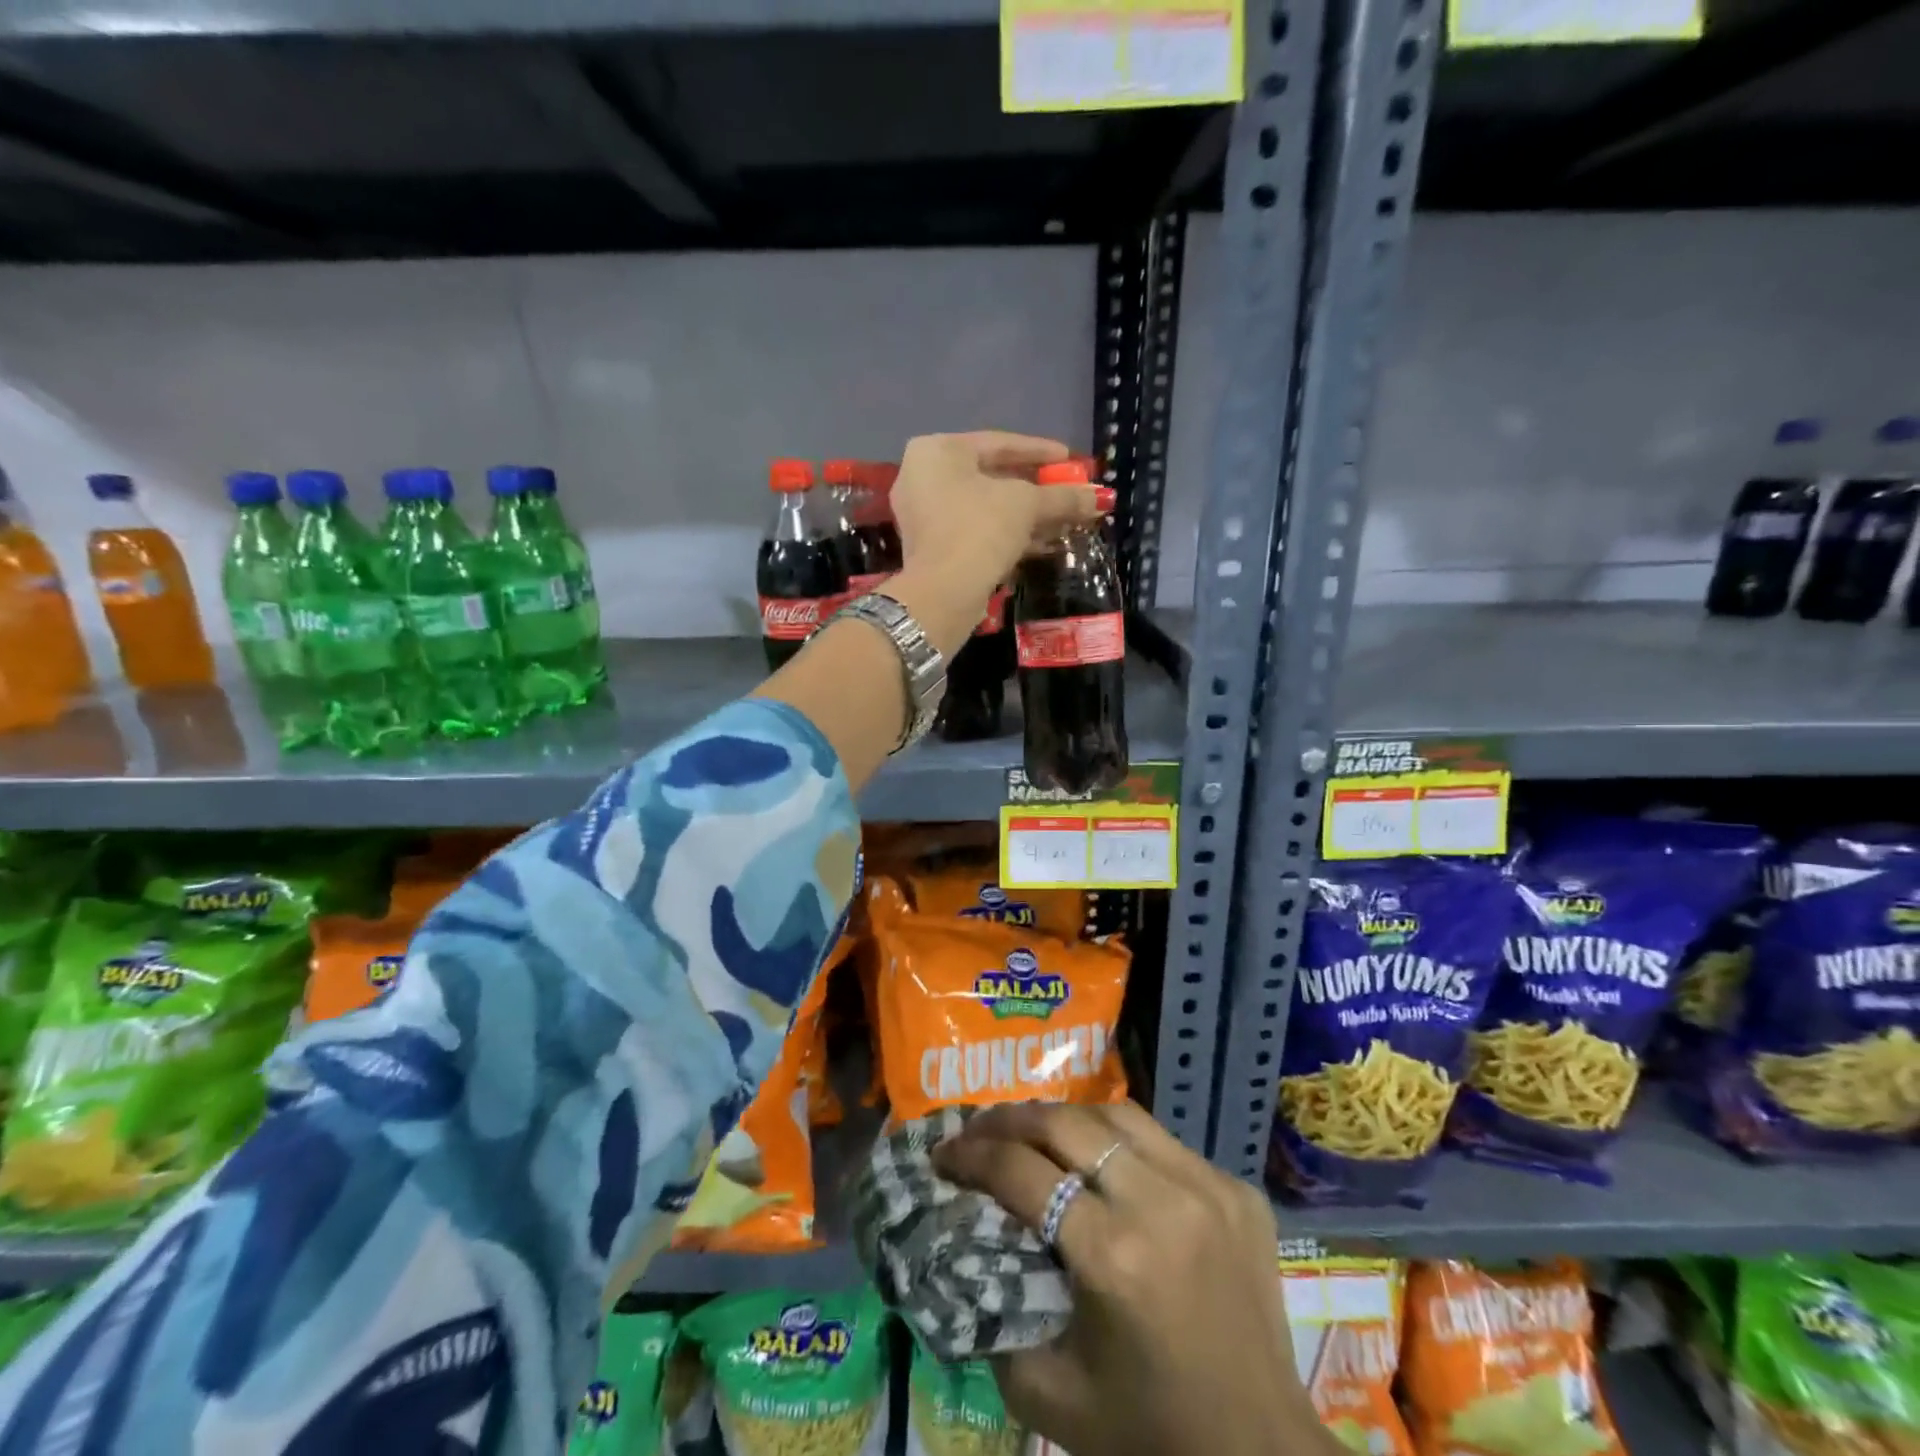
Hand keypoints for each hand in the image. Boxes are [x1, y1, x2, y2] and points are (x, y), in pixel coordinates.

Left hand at [890, 431, 1104, 612]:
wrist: (943, 592)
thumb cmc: (980, 529)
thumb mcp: (1026, 505)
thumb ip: (1063, 497)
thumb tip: (1101, 498)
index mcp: (937, 451)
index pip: (998, 443)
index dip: (1040, 452)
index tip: (1071, 460)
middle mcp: (922, 476)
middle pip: (991, 476)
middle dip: (1035, 488)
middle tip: (1068, 492)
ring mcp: (922, 515)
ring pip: (984, 507)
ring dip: (1026, 515)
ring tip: (1063, 522)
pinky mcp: (930, 548)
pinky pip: (974, 530)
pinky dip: (1006, 534)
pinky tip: (1041, 544)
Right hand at [933, 1102, 1337, 1455]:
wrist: (1263, 1455)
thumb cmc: (1151, 1432)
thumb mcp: (1051, 1394)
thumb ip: (994, 1319)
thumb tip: (957, 1250)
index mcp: (1114, 1257)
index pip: (1023, 1174)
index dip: (972, 1156)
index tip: (942, 1153)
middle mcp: (1161, 1203)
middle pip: (1066, 1124)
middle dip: (1009, 1119)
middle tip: (978, 1129)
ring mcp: (1207, 1186)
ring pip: (1115, 1113)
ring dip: (1064, 1117)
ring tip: (1033, 1131)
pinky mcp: (1237, 1188)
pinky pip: (1162, 1140)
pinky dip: (1119, 1141)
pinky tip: (1102, 1160)